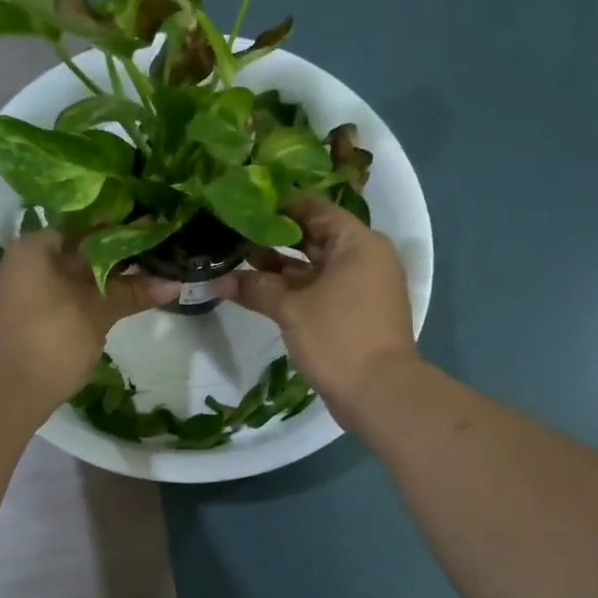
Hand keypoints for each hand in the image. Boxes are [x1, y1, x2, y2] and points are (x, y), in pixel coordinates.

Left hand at [0, 231, 178, 414]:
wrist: (10, 393)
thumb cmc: (53, 339)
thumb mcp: (97, 312)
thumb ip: (132, 293)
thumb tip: (175, 283)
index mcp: (33, 249)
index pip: (81, 228)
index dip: (116, 231)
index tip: (147, 234)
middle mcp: (22, 264)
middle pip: (76, 254)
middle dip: (114, 259)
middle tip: (154, 257)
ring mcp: (21, 295)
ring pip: (70, 280)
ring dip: (103, 283)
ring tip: (145, 280)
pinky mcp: (26, 320)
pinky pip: (61, 300)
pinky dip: (86, 300)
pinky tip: (116, 305)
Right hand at [229, 196, 419, 419]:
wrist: (380, 392)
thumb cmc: (338, 337)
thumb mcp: (291, 309)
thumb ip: (256, 288)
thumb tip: (218, 280)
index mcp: (357, 242)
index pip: (313, 208)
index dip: (277, 205)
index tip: (242, 204)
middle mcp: (363, 257)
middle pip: (313, 237)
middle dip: (272, 237)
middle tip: (233, 231)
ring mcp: (360, 287)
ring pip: (314, 266)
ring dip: (278, 266)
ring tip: (236, 260)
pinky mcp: (353, 312)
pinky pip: (319, 289)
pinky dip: (293, 289)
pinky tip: (257, 290)